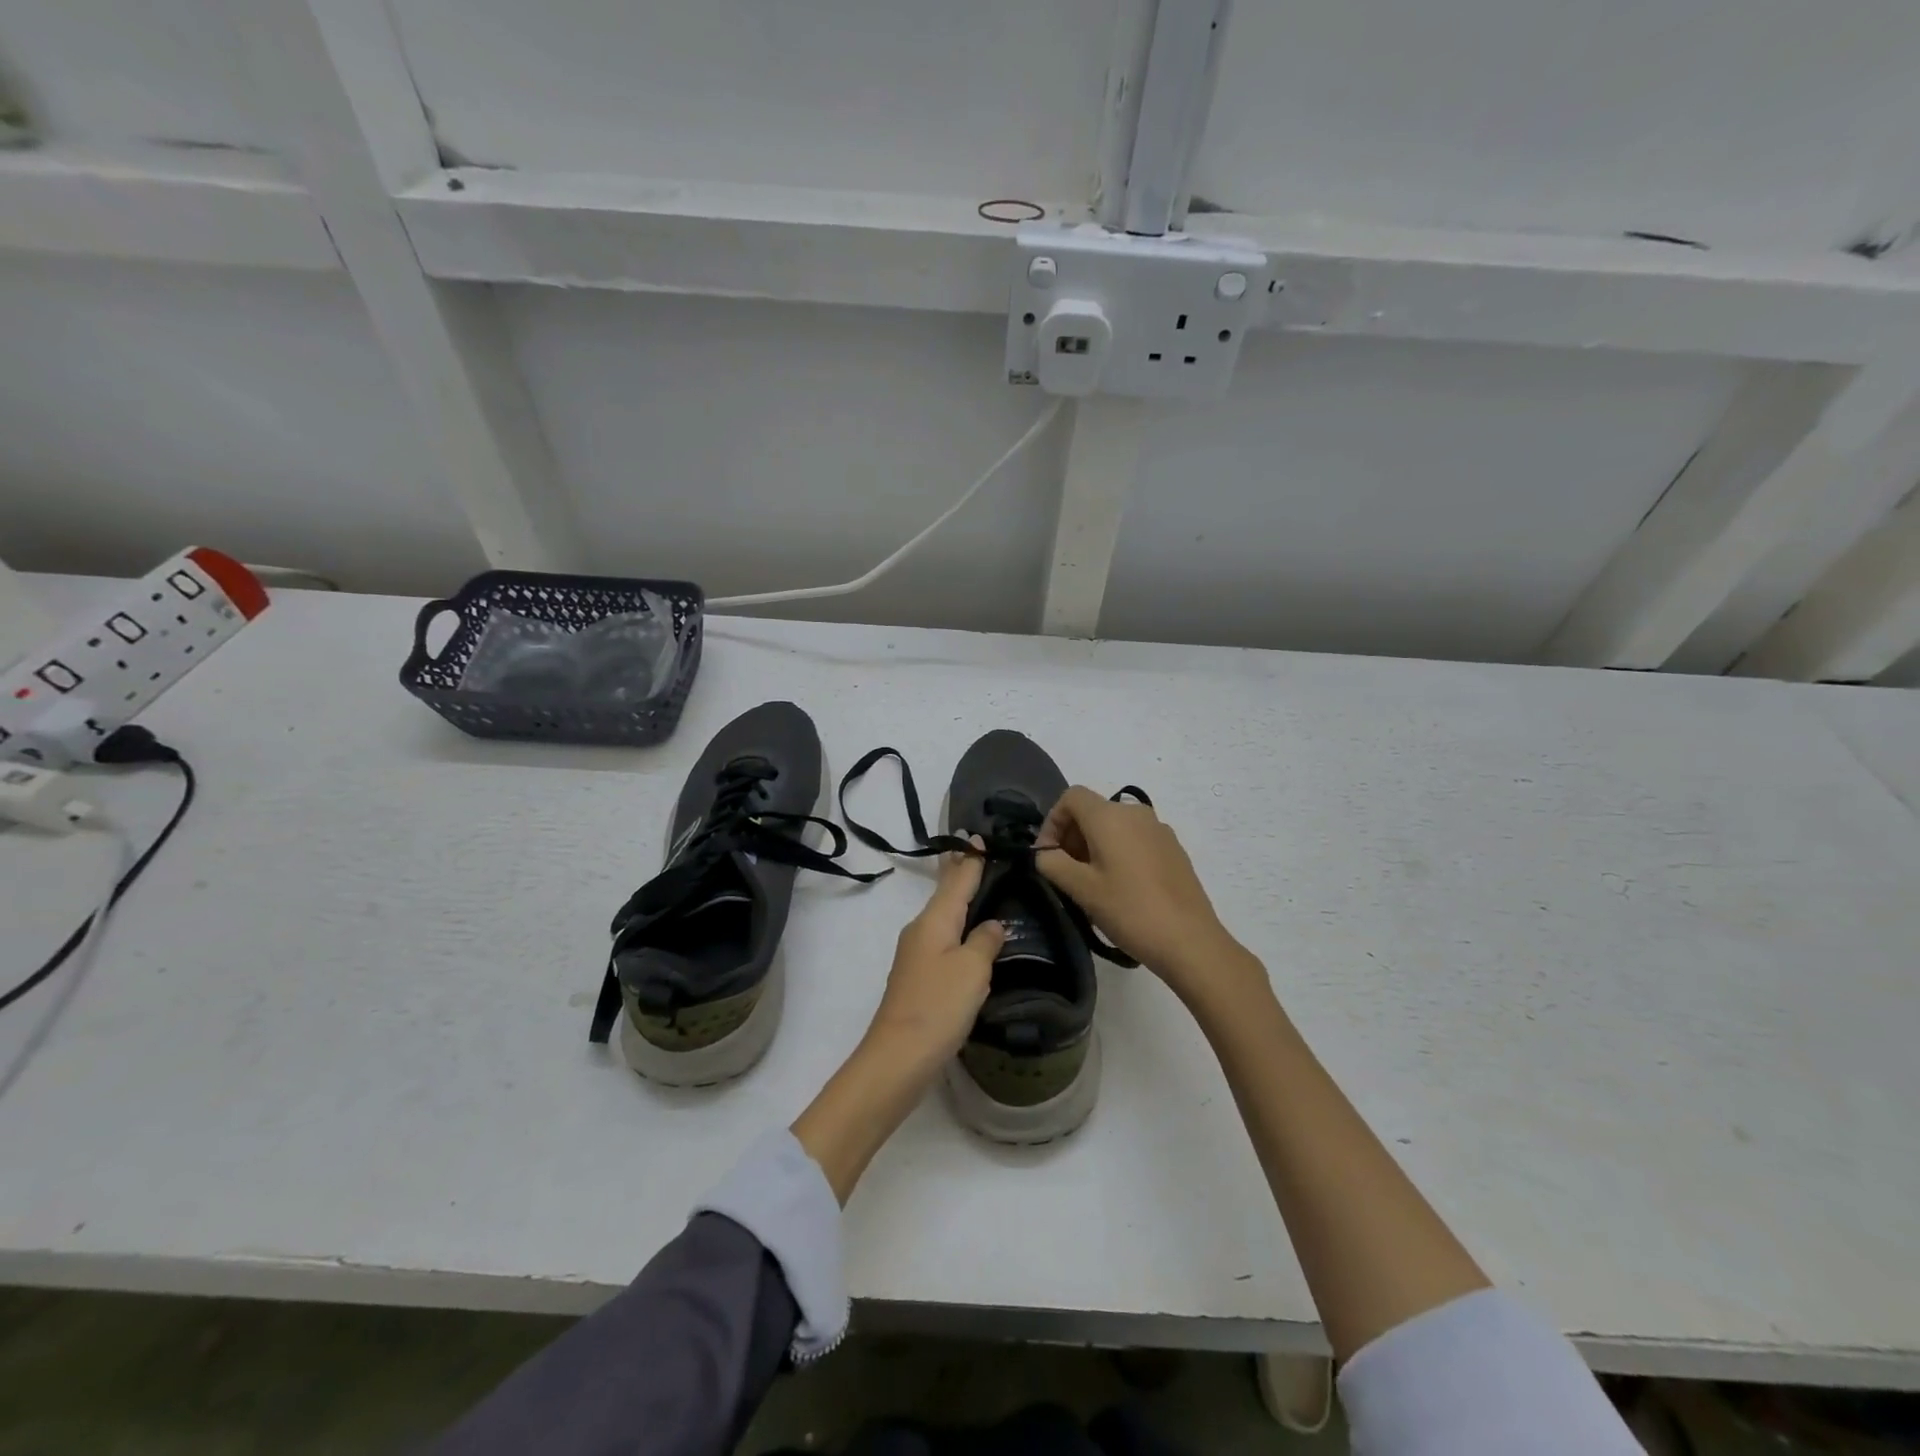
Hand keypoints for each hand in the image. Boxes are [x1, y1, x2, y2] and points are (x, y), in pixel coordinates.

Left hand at [864, 838, 1006, 1072]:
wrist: (899, 1057)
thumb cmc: (939, 1006)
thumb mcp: (972, 969)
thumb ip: (985, 941)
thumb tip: (992, 925)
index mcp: (934, 920)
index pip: (957, 879)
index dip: (970, 859)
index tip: (977, 837)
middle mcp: (921, 930)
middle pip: (945, 894)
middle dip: (961, 874)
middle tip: (978, 854)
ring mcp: (916, 955)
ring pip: (943, 917)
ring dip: (960, 901)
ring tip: (980, 888)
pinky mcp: (918, 978)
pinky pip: (943, 940)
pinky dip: (958, 928)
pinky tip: (969, 936)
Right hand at [1036, 787, 1244, 1000]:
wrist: (1190, 940)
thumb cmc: (1129, 910)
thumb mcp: (1081, 889)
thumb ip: (1052, 863)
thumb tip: (1045, 854)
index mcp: (1110, 816)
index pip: (1071, 797)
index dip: (1052, 821)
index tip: (1047, 854)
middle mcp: (1135, 813)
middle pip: (1093, 810)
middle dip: (1072, 835)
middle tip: (1065, 873)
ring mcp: (1159, 830)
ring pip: (1114, 826)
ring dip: (1094, 845)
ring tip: (1091, 883)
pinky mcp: (1173, 849)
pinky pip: (1135, 839)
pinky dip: (1118, 852)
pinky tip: (1121, 888)